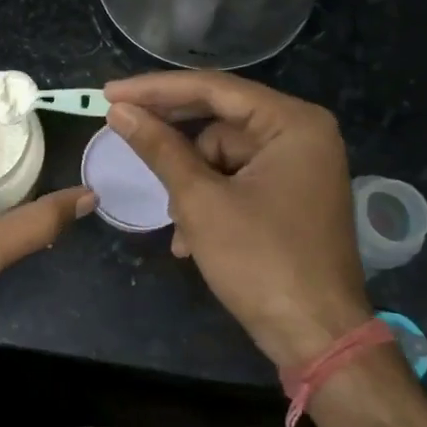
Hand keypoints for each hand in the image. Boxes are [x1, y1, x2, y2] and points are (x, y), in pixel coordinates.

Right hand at [104, 71, 368, 367]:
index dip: (155, 90)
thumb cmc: (261, 261)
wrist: (317, 338)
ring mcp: (299, 167)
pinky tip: (191, 240)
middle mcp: (301, 134)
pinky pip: (237, 181)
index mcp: (292, 123)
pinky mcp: (290, 196)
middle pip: (218, 121)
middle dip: (173, 142)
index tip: (109, 92)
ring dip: (191, 187)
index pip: (213, 89)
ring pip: (222, 157)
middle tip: (120, 132)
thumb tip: (119, 111)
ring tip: (177, 225)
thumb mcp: (201, 201)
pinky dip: (210, 203)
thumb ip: (160, 148)